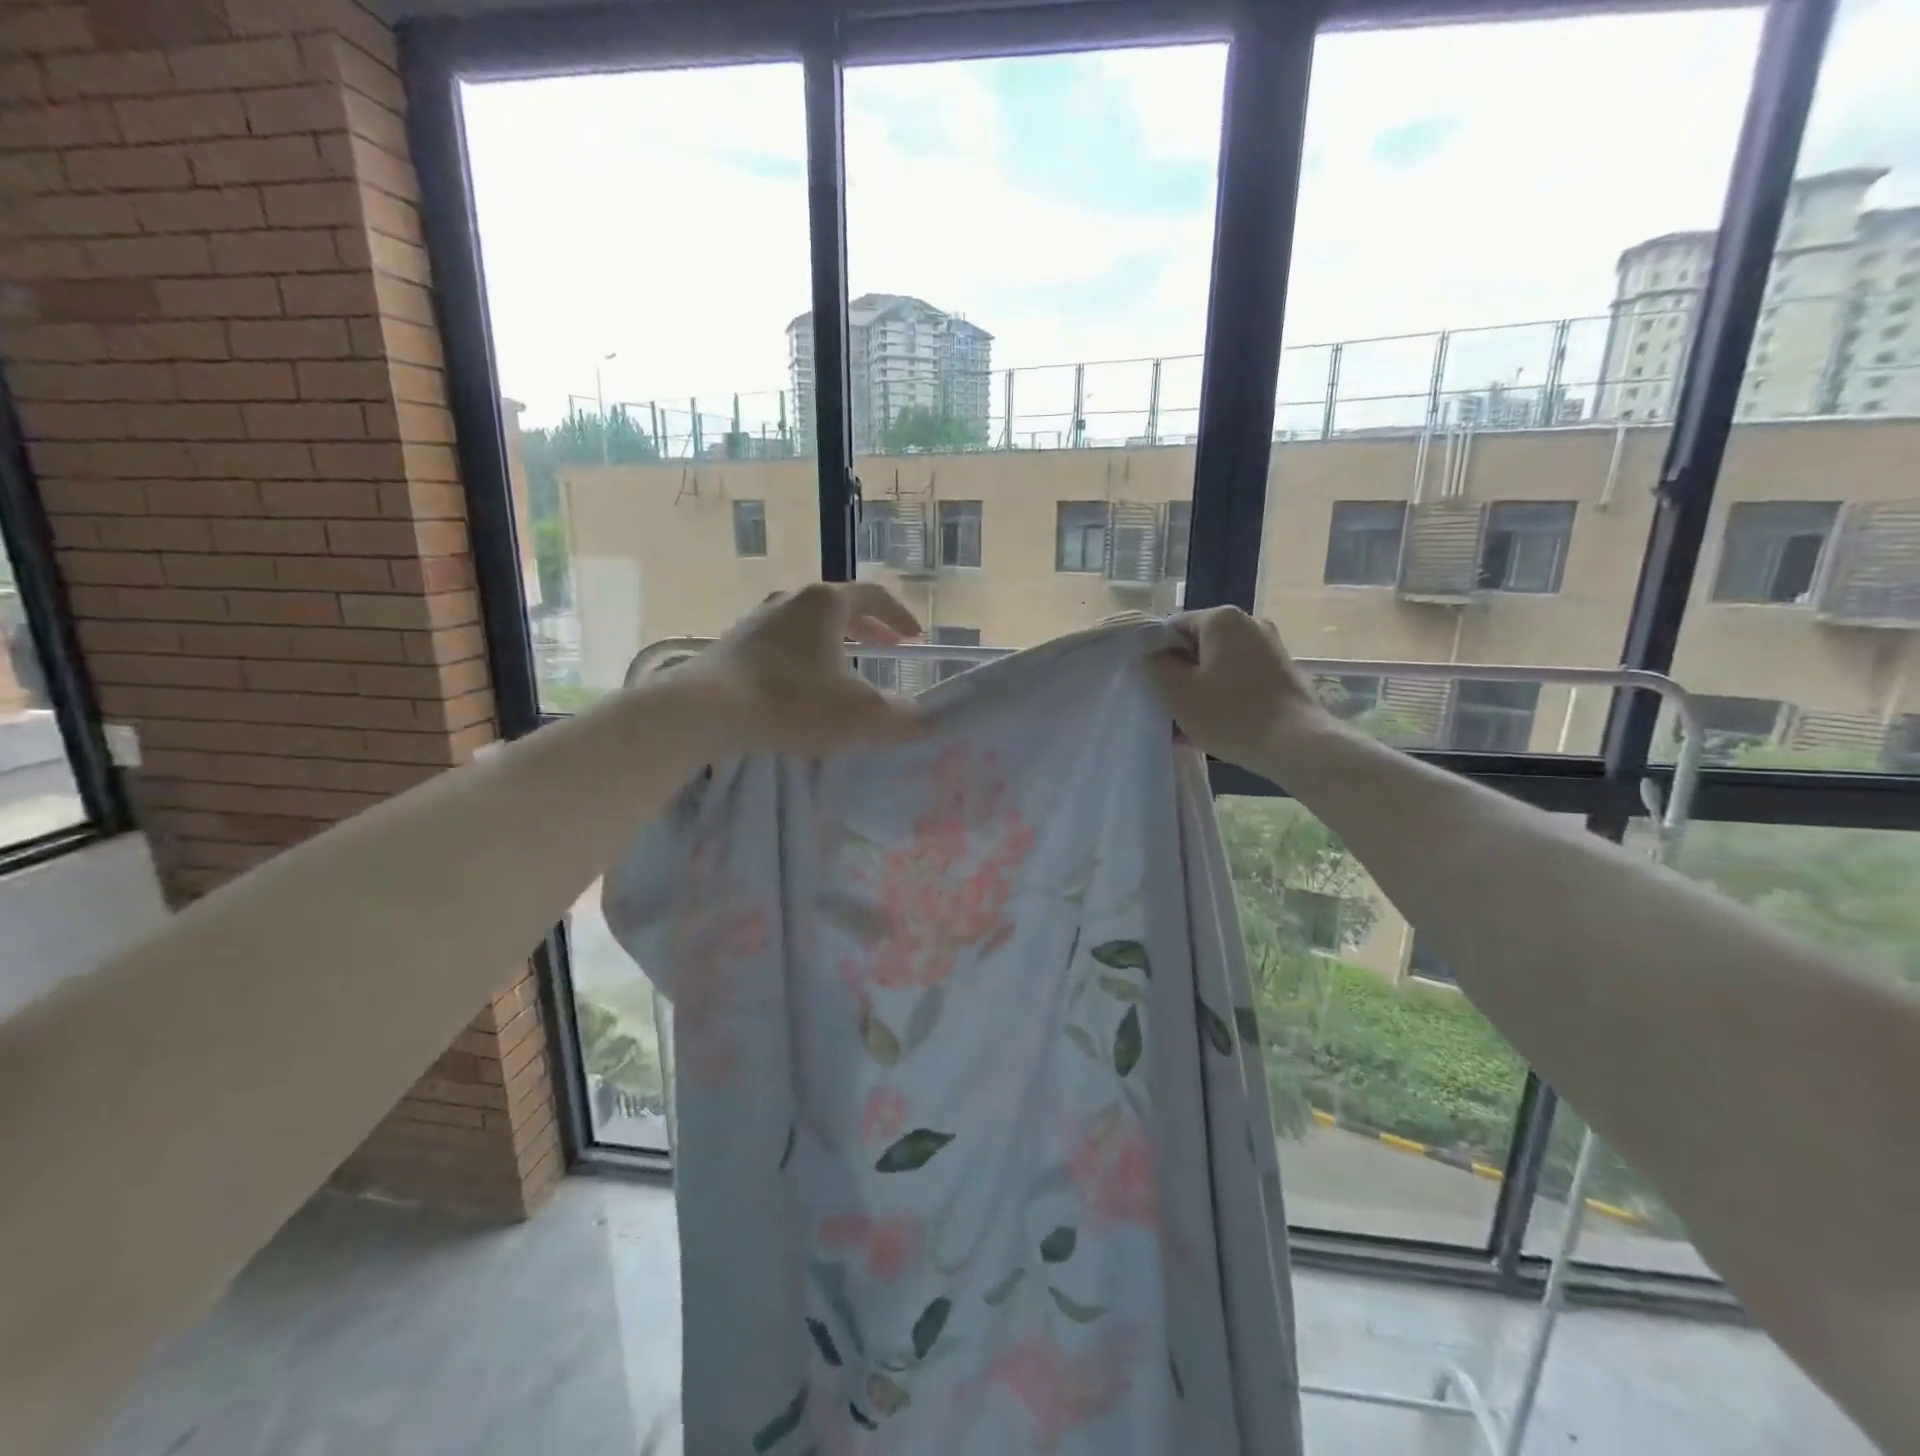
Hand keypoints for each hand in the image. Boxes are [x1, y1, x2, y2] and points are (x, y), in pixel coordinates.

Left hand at [678, 582, 926, 755]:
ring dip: (833, 643)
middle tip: (886, 648)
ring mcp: (757, 620)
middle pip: (839, 607)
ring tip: (845, 668)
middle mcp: (790, 601)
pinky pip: (781, 644)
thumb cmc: (792, 700)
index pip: (874, 596)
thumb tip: (923, 721)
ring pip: (807, 625)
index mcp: (826, 603)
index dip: (900, 616)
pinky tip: (802, 686)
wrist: (707, 710)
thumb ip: (899, 717)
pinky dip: (803, 657)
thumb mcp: (859, 714)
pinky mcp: (733, 645)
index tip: (915, 638)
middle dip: (868, 629)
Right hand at [1146, 607, 1328, 769]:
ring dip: (1200, 690)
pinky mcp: (1282, 671)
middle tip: (1170, 709)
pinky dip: (1224, 696)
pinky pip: (1239, 678)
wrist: (1297, 744)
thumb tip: (1150, 653)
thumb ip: (1155, 665)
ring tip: (1189, 726)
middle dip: (1180, 676)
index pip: (1172, 628)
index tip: (1153, 687)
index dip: (1157, 656)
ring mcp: (1270, 646)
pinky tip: (1215, 726)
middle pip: (1197, 646)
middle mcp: (1249, 622)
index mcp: (1221, 618)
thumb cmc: (1230, 714)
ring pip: (1218, 665)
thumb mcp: (1177, 692)